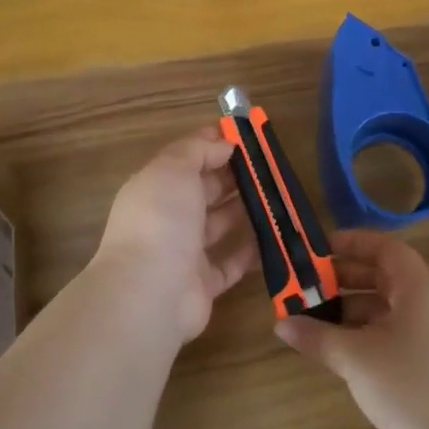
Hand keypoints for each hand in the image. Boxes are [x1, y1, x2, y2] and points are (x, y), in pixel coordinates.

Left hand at [92, 126, 258, 348]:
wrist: (150, 292)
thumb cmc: (161, 219)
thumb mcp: (173, 169)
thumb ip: (197, 151)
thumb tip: (222, 143)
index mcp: (154, 188)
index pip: (185, 160)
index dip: (211, 146)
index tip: (245, 136)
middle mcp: (167, 219)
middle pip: (203, 192)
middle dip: (233, 177)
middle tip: (269, 166)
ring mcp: (184, 254)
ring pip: (218, 226)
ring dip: (245, 211)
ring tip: (278, 196)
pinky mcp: (204, 285)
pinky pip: (231, 264)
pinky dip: (250, 251)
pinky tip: (274, 236)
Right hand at [276, 230, 428, 428]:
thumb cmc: (408, 385)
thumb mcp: (355, 357)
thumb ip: (316, 336)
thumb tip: (281, 324)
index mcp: (418, 288)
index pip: (385, 248)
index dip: (352, 243)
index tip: (318, 248)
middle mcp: (428, 304)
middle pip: (383, 276)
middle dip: (343, 278)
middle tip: (306, 285)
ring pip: (385, 308)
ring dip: (349, 309)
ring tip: (312, 318)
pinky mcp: (427, 363)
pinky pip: (390, 334)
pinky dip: (363, 333)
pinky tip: (334, 349)